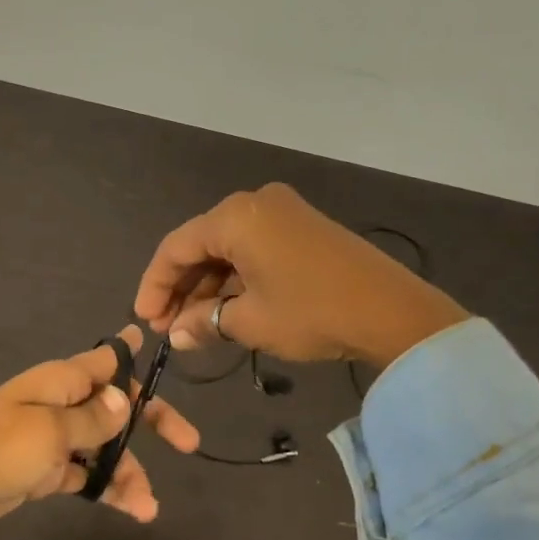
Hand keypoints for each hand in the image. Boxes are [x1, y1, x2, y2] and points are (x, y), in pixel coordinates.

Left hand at [0, 327, 199, 535]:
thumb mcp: (50, 431)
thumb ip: (94, 418)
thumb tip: (128, 399)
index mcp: (63, 381)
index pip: (108, 360)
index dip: (134, 355)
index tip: (159, 344)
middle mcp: (64, 404)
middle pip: (118, 407)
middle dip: (152, 423)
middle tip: (188, 443)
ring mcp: (57, 439)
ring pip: (107, 448)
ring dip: (130, 472)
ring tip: (149, 506)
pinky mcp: (49, 471)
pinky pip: (89, 475)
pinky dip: (109, 489)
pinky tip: (133, 510)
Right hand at [134, 183, 469, 370]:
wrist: (394, 312)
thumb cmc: (312, 312)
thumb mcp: (250, 322)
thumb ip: (203, 323)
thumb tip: (175, 335)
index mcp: (236, 217)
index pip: (176, 247)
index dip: (154, 285)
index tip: (145, 320)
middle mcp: (255, 204)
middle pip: (201, 245)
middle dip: (181, 288)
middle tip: (167, 327)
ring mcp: (283, 213)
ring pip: (228, 249)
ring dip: (209, 287)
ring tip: (194, 327)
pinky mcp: (303, 228)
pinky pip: (254, 250)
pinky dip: (236, 279)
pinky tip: (227, 311)